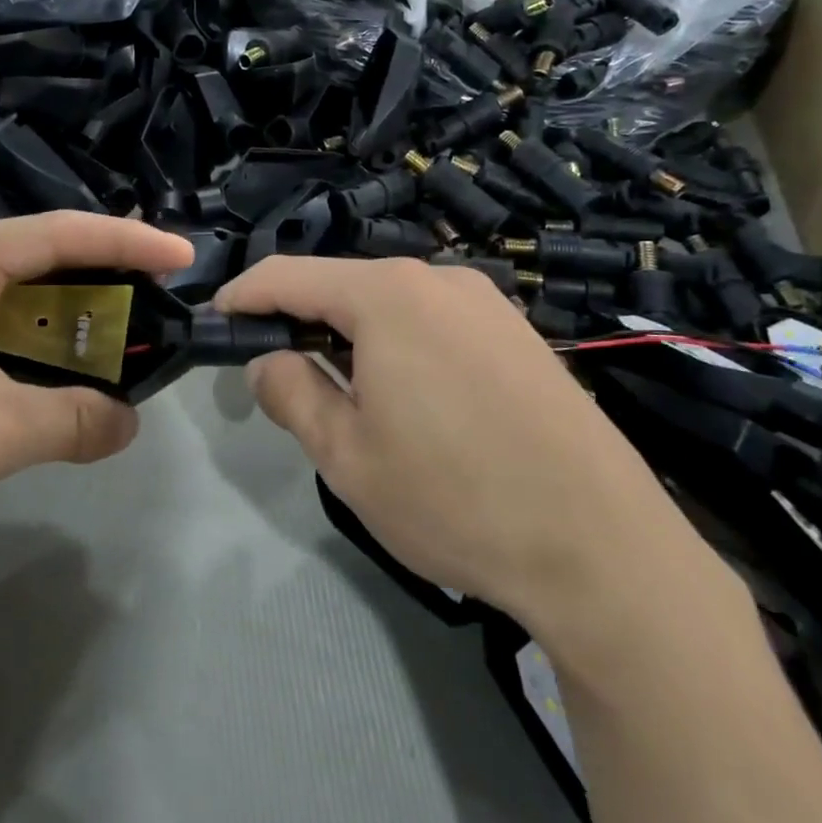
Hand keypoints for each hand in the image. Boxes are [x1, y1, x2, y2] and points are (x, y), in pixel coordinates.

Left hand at [0, 212, 192, 573]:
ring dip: (78, 317)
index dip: (126, 241)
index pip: (54, 235)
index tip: (183, 256)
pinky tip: (80, 370)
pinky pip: (6, 337)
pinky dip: (49, 350)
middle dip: (105, 274)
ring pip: (25, 300)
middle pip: (41, 258)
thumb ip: (76, 417)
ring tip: (135, 326)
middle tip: (165, 287)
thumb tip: (130, 421)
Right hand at [216, 257, 716, 633]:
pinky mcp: (519, 334)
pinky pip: (436, 322)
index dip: (244, 295)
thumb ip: (292, 394)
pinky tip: (415, 403)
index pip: (289, 275)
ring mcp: (488, 303)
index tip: (218, 323)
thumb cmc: (455, 499)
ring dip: (353, 337)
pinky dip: (401, 346)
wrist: (603, 547)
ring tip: (349, 400)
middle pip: (343, 285)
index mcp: (387, 296)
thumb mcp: (347, 456)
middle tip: (281, 378)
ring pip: (391, 305)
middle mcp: (439, 280)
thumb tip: (267, 360)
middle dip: (301, 321)